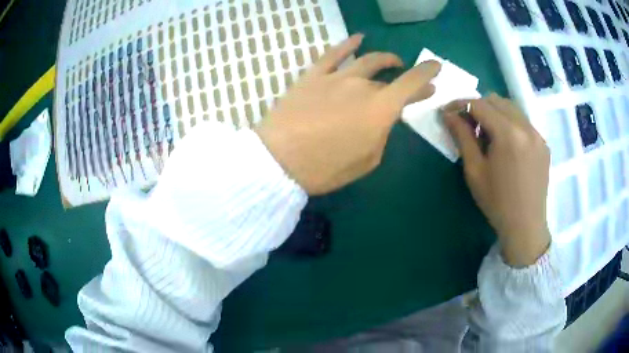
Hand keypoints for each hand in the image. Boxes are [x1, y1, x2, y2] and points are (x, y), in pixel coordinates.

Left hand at [256, 34, 440, 194]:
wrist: (279, 161)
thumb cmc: (326, 168)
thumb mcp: (367, 160)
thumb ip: (381, 134)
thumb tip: (382, 118)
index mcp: (381, 109)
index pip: (412, 84)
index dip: (427, 74)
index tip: (436, 67)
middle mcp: (362, 86)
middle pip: (391, 78)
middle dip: (407, 79)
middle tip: (413, 83)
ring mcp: (336, 77)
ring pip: (367, 60)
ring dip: (384, 59)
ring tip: (392, 61)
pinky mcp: (313, 75)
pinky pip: (334, 54)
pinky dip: (348, 44)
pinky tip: (358, 39)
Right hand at [443, 94, 550, 267]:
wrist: (526, 225)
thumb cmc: (497, 202)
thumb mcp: (474, 170)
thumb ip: (462, 137)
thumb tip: (448, 114)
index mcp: (508, 133)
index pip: (479, 104)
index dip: (460, 104)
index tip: (447, 111)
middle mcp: (525, 126)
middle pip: (496, 100)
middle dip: (478, 107)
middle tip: (468, 126)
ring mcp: (537, 134)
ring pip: (512, 108)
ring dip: (495, 114)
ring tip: (488, 135)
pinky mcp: (543, 143)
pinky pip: (523, 122)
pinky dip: (510, 124)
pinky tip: (506, 145)